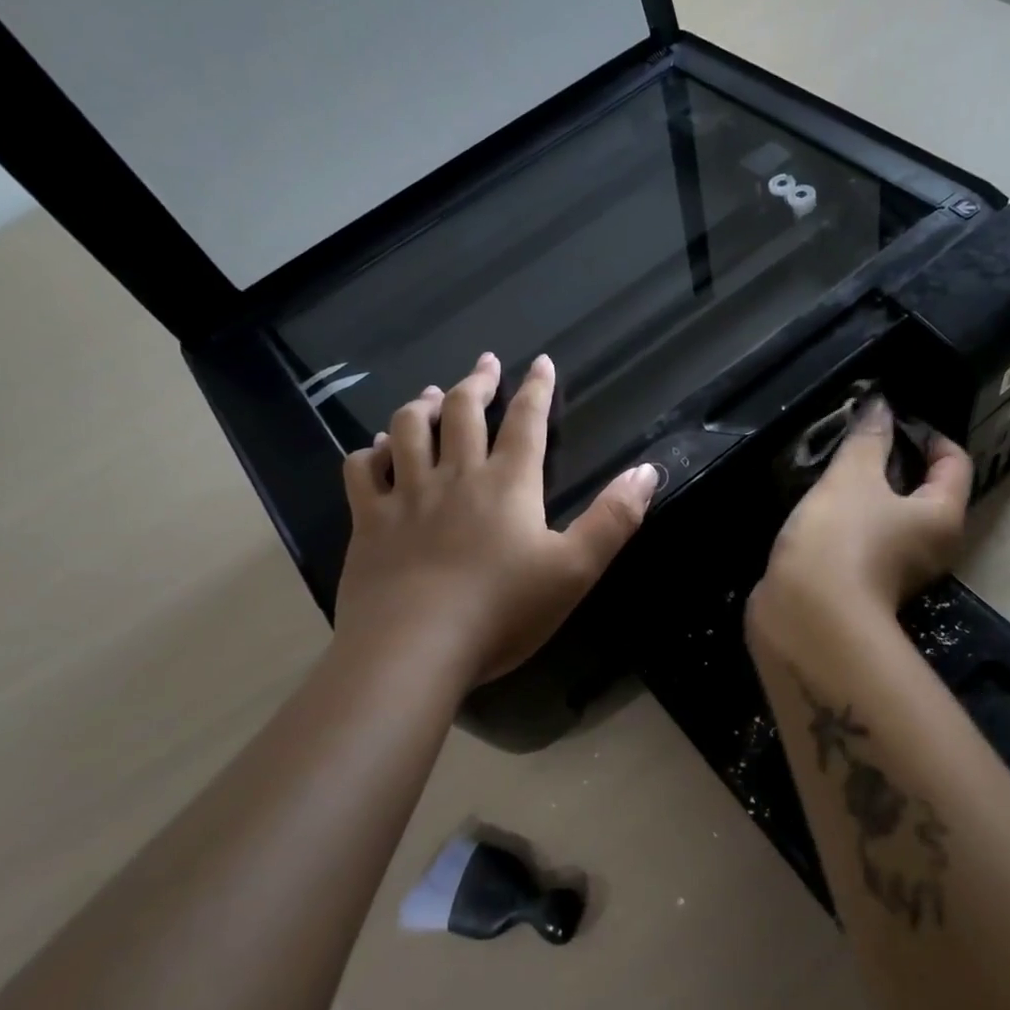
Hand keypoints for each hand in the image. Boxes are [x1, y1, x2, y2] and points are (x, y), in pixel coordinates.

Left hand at [334, 353, 657, 683]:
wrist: (414, 648)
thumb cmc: (502, 611)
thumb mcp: (575, 569)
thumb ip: (613, 518)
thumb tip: (647, 470)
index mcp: (508, 485)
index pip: (527, 422)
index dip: (537, 389)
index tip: (540, 361)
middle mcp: (455, 477)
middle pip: (464, 413)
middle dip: (478, 382)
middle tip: (486, 363)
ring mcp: (405, 497)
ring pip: (408, 430)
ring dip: (423, 405)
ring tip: (434, 395)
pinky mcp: (369, 523)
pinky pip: (362, 472)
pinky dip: (370, 452)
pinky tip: (376, 450)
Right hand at [752, 396, 971, 635]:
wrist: (806, 617)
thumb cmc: (841, 539)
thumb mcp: (853, 477)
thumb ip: (868, 438)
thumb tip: (881, 404)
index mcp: (942, 516)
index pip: (955, 461)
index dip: (929, 433)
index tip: (892, 418)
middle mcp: (931, 546)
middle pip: (924, 491)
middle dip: (893, 461)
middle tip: (858, 440)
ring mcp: (898, 570)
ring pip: (890, 516)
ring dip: (867, 492)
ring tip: (833, 468)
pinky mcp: (864, 584)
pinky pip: (865, 539)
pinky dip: (849, 519)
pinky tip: (820, 507)